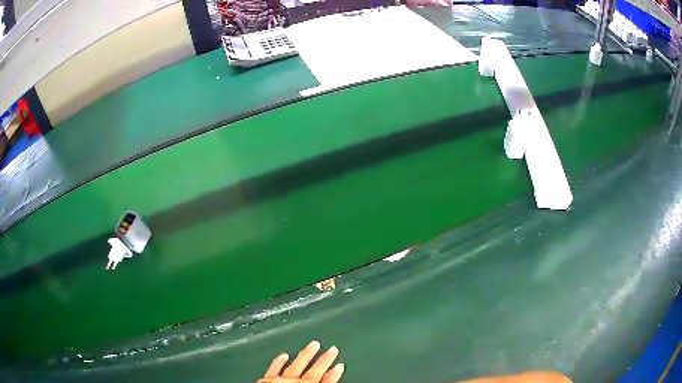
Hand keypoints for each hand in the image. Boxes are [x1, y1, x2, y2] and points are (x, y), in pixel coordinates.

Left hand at [257, 341, 344, 382]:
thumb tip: (330, 379)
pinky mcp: (266, 381)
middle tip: (331, 349)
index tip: (340, 365)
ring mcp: (280, 381)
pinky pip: (274, 369)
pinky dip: (279, 362)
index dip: (334, 373)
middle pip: (313, 371)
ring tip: (312, 345)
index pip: (325, 380)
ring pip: (295, 365)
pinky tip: (283, 355)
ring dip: (305, 355)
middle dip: (324, 360)